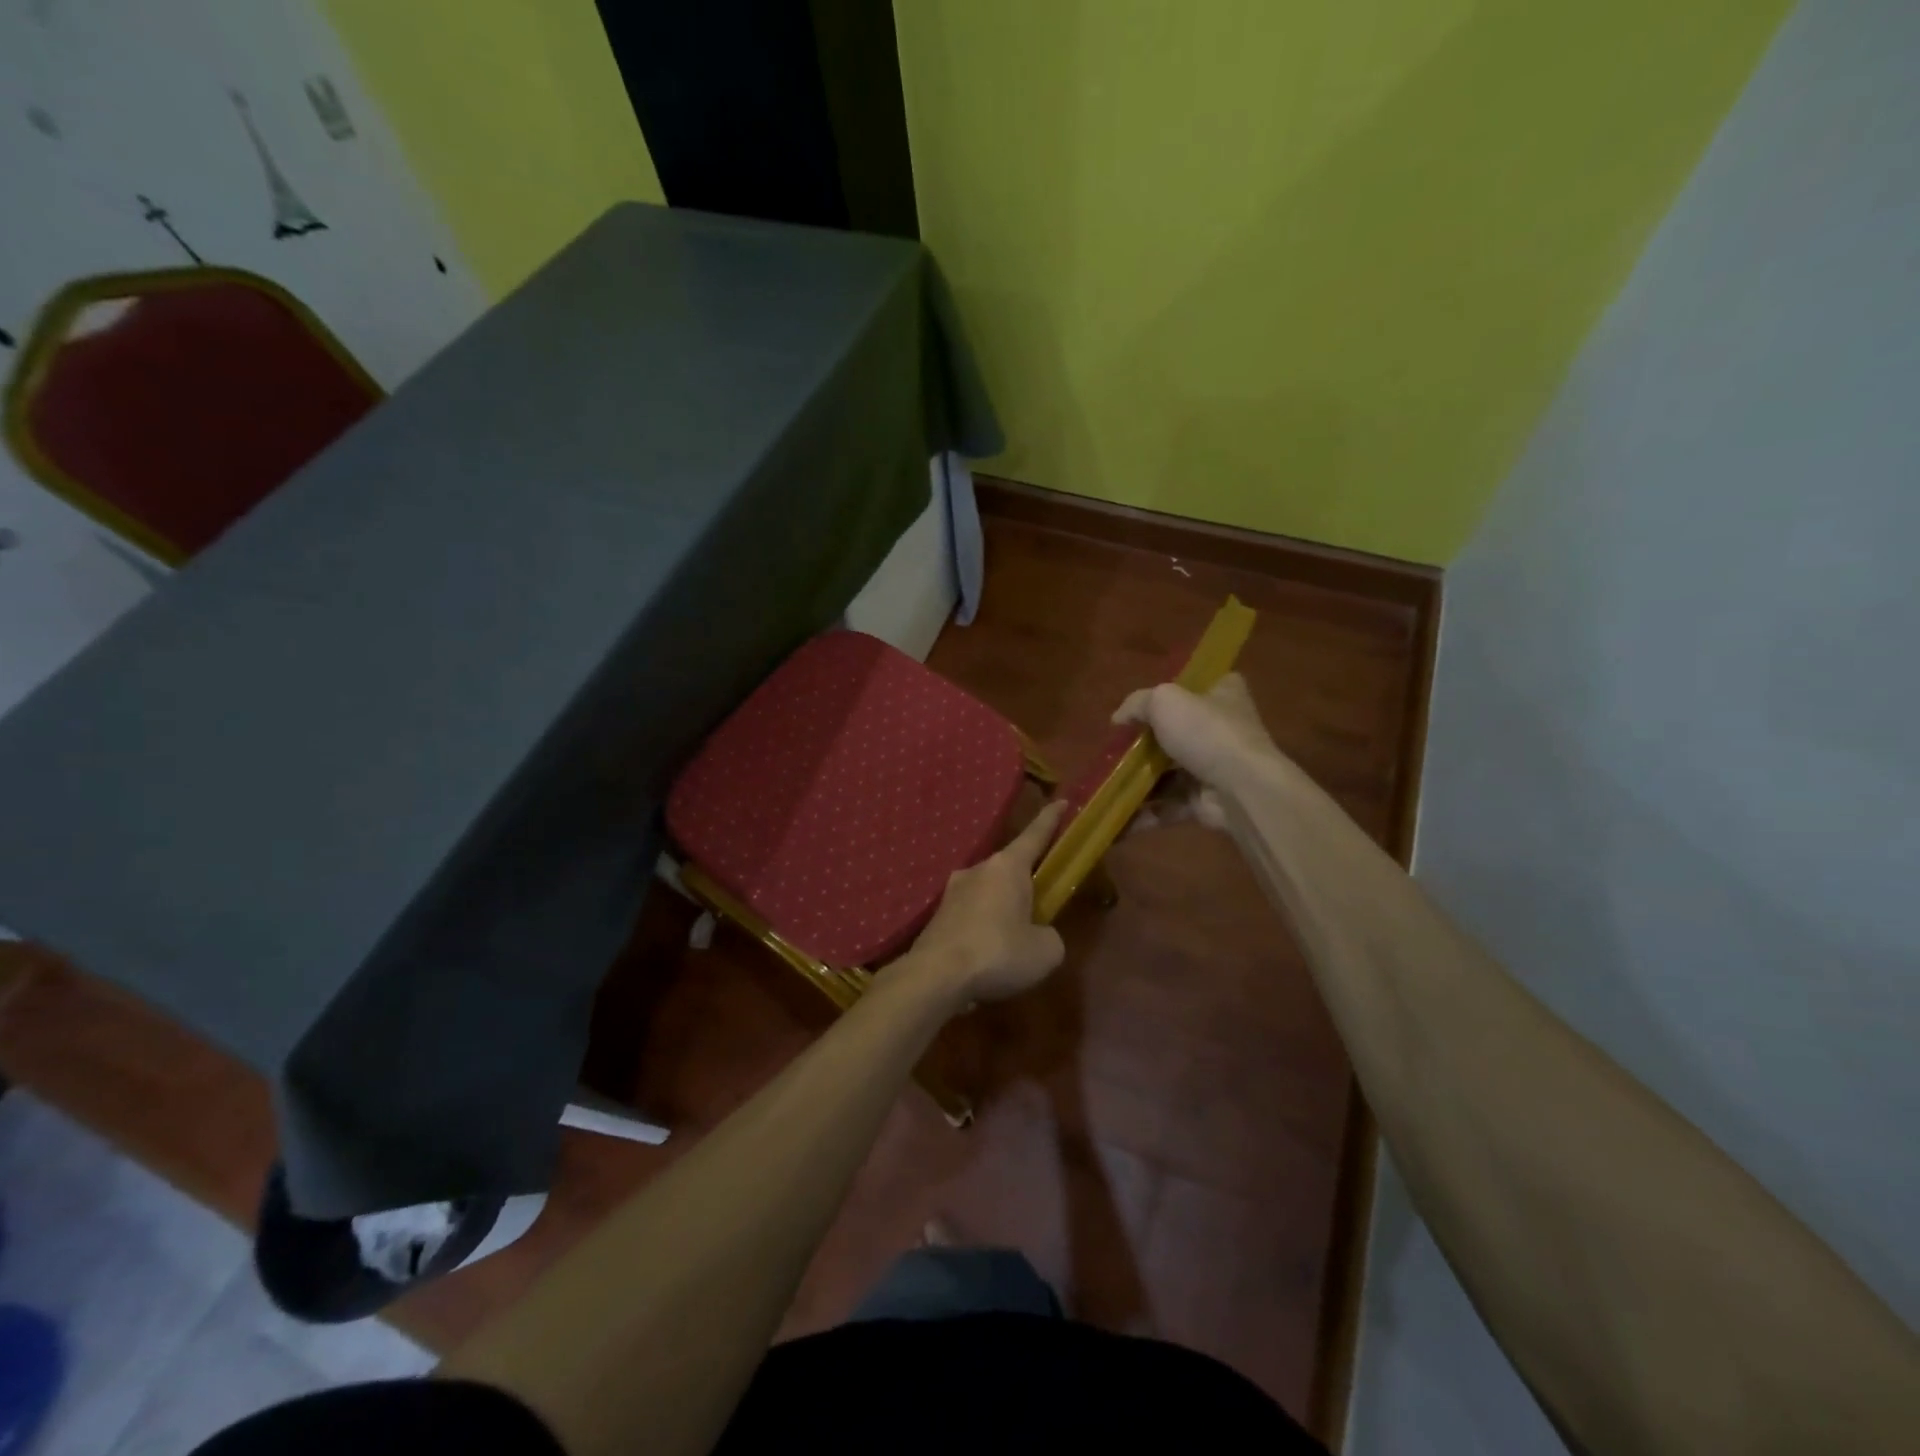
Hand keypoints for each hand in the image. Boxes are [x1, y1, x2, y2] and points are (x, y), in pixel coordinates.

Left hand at [906, 801, 1066, 1006]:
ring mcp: (952, 892)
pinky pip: (970, 916)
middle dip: (1025, 881)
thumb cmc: (998, 953)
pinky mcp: (937, 917)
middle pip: (1009, 868)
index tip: (1061, 801)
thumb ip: (1049, 936)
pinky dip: (982, 929)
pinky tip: (987, 955)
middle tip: (1040, 903)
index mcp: (1008, 867)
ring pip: (987, 893)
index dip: (1051, 819)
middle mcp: (978, 870)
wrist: (935, 976)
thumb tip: (1039, 935)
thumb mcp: (1045, 951)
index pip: (1035, 835)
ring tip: (1012, 940)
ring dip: (1001, 908)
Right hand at [1113, 673, 1281, 831]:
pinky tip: (1118, 817)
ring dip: (1139, 782)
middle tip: (1114, 749)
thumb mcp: (1164, 701)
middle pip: (1177, 732)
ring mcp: (1215, 767)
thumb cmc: (1206, 732)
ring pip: (1169, 773)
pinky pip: (1169, 805)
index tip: (1144, 705)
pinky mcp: (1206, 801)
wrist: (1242, 789)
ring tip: (1106, 785)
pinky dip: (1145, 813)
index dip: (1172, 692)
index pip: (1200, 685)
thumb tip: (1118, 718)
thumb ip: (1137, 704)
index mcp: (1223, 694)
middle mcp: (1223, 729)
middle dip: (1145, 744)